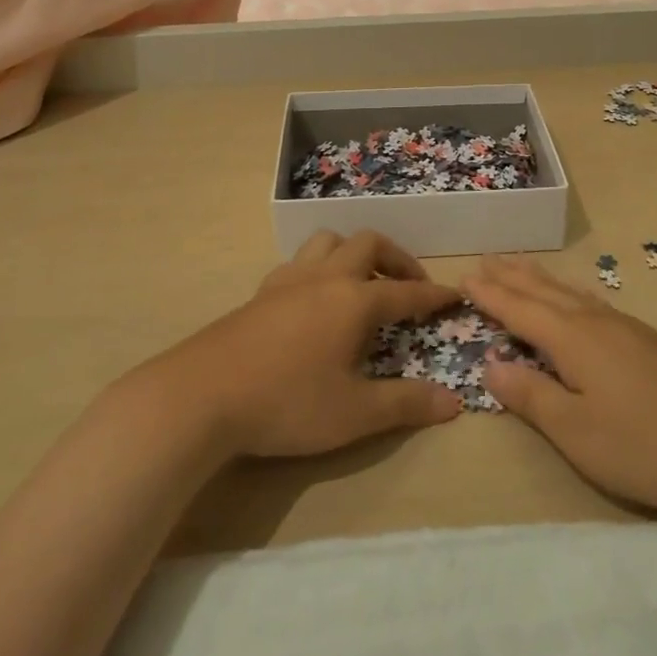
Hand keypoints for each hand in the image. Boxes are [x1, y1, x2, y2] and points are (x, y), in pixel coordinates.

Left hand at [158, 230, 463, 459]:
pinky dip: (321, 266)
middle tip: (409, 285)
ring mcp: (290, 280)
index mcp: (355, 301)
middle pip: (369, 245)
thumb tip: (453, 402)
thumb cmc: (286, 403)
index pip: (407, 291)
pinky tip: (315, 297)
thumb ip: (405, 404)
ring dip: (354, 253)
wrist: (201, 396)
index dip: (434, 295)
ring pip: (329, 241)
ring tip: (362, 282)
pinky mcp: (262, 291)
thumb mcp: (354, 414)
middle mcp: (326, 278)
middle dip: (397, 259)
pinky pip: (301, 261)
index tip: (455, 295)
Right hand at [467, 256, 656, 512]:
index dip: (490, 295)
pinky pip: (592, 301)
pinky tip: (579, 299)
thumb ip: (532, 397)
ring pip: (570, 293)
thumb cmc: (648, 443)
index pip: (520, 310)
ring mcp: (626, 328)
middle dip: (511, 277)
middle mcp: (596, 322)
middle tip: (485, 259)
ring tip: (520, 267)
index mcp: (573, 339)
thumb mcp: (578, 431)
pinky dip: (569, 292)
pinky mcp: (648, 341)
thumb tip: (490, 365)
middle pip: (544, 291)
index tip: (463, 277)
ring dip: (539, 279)